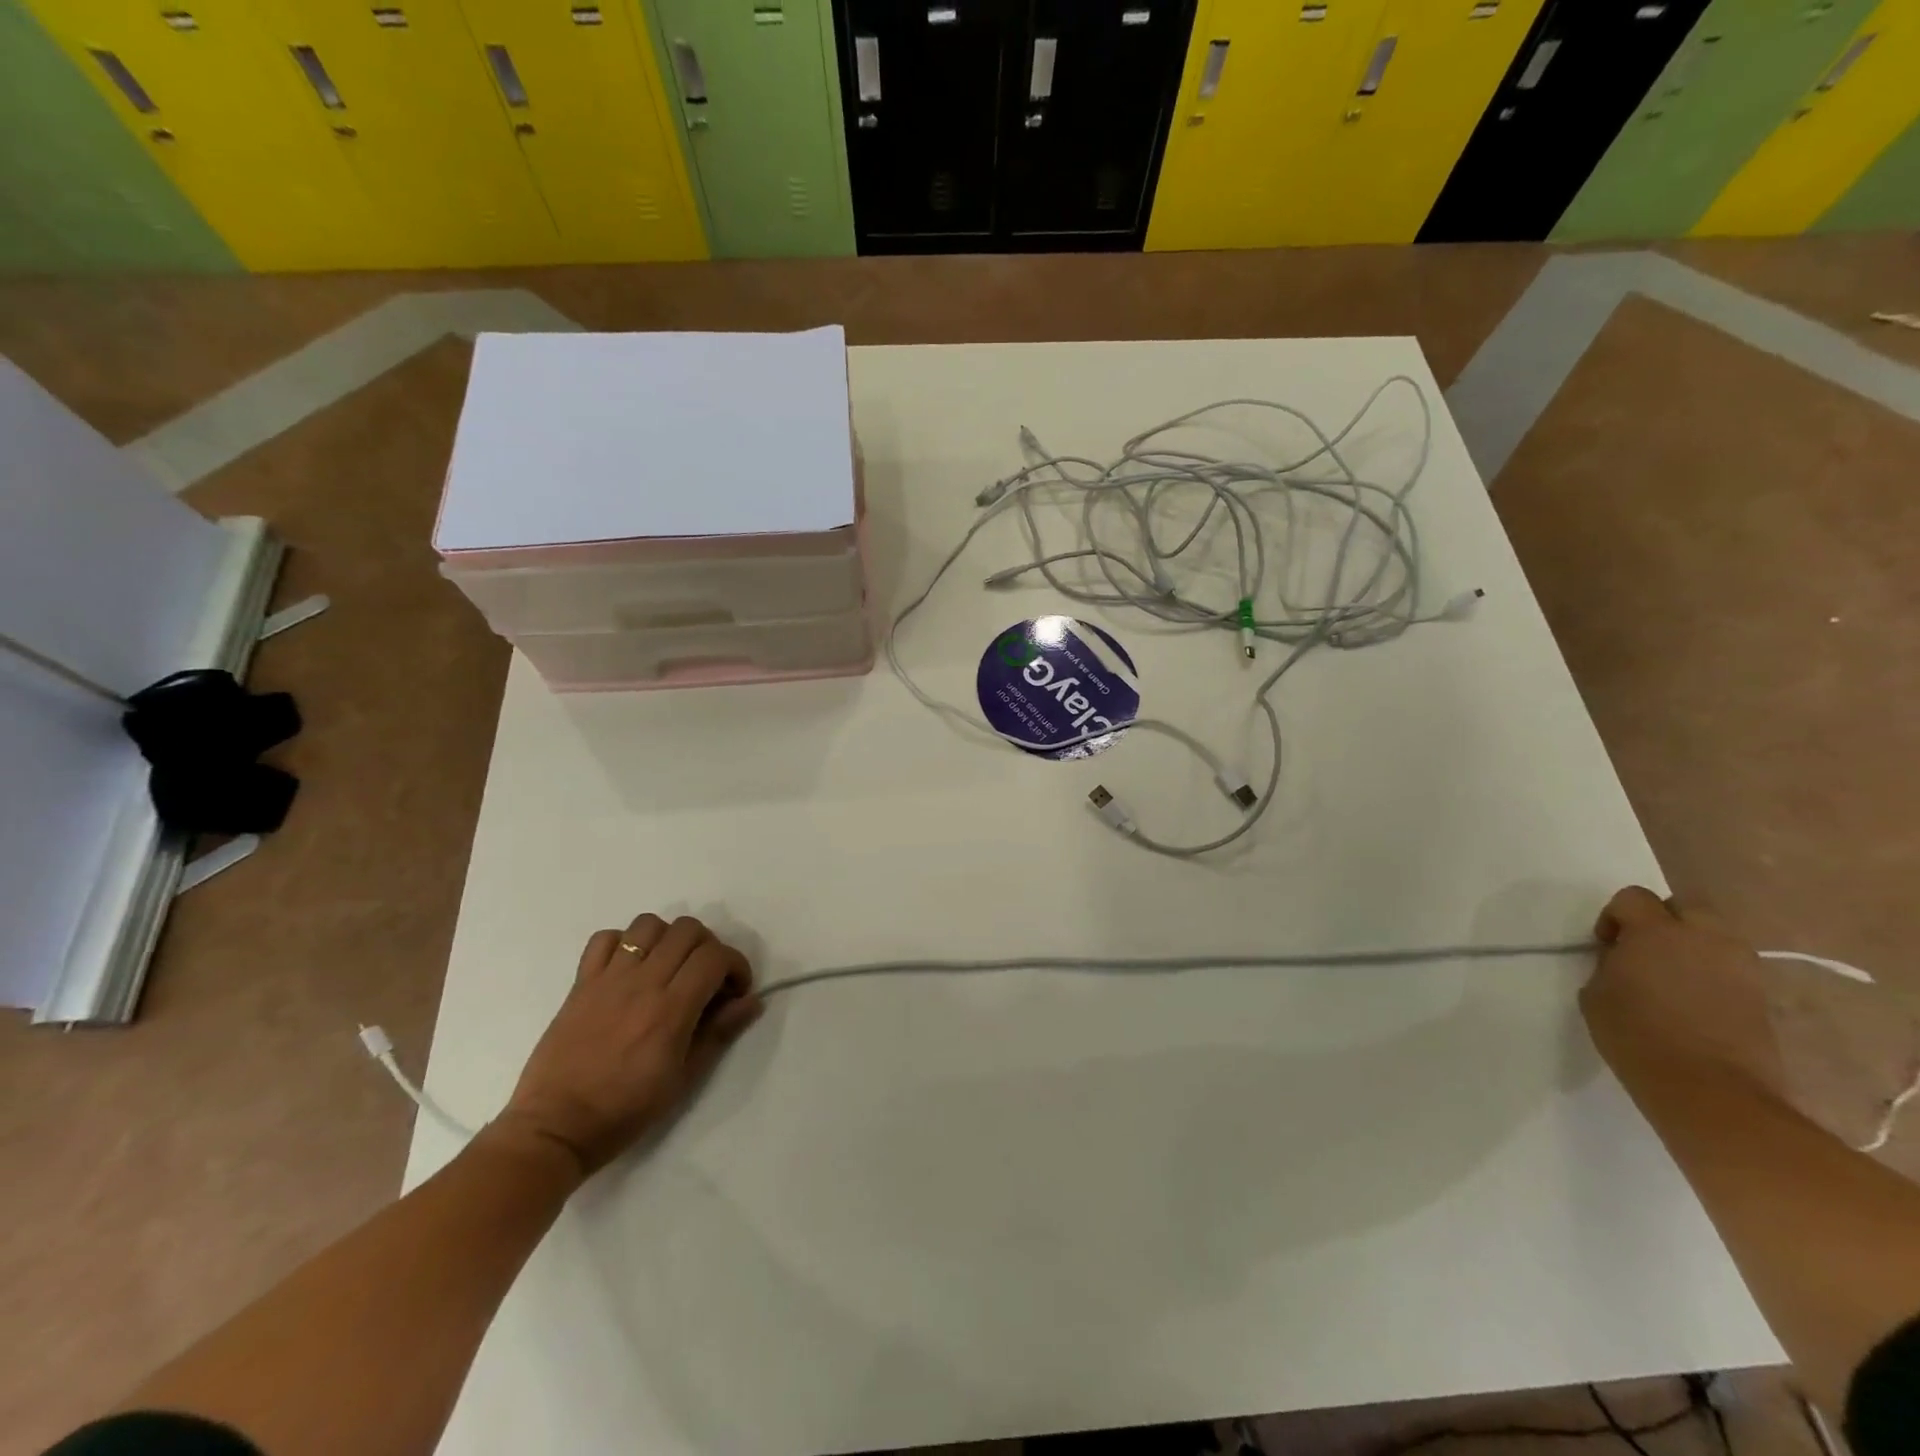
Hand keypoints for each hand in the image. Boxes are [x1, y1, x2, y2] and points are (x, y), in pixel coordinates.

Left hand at [494, 914, 763, 1177]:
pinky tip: (630, 967)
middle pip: (687, 930)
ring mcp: (608, 978)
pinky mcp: (581, 982)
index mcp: (671, 1009)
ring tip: (670, 966)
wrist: (555, 1127)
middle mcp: (642, 982)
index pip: (714, 957)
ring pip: (648, 925)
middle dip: (709, 947)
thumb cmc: (625, 1110)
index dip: (735, 965)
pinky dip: (623, 942)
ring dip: (668, 938)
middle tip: (707, 977)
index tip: (735, 990)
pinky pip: (604, 939)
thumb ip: (719, 1033)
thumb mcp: (683, 1080)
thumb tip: (752, 1001)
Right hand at [1580, 885, 1783, 1097]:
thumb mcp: (1598, 992)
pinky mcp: (1762, 996)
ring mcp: (1741, 967)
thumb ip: (1611, 964)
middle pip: (1686, 907)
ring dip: (1693, 946)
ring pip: (1715, 936)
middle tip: (1644, 951)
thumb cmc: (1636, 1035)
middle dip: (1663, 921)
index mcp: (1657, 932)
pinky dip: (1713, 973)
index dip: (1615, 917)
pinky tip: (1695, 1001)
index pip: (1634, 898)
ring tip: (1672, 977)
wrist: (1708, 1090)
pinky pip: (1731, 967)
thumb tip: (1626, 959)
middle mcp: (1705, 938)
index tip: (1607, 946)